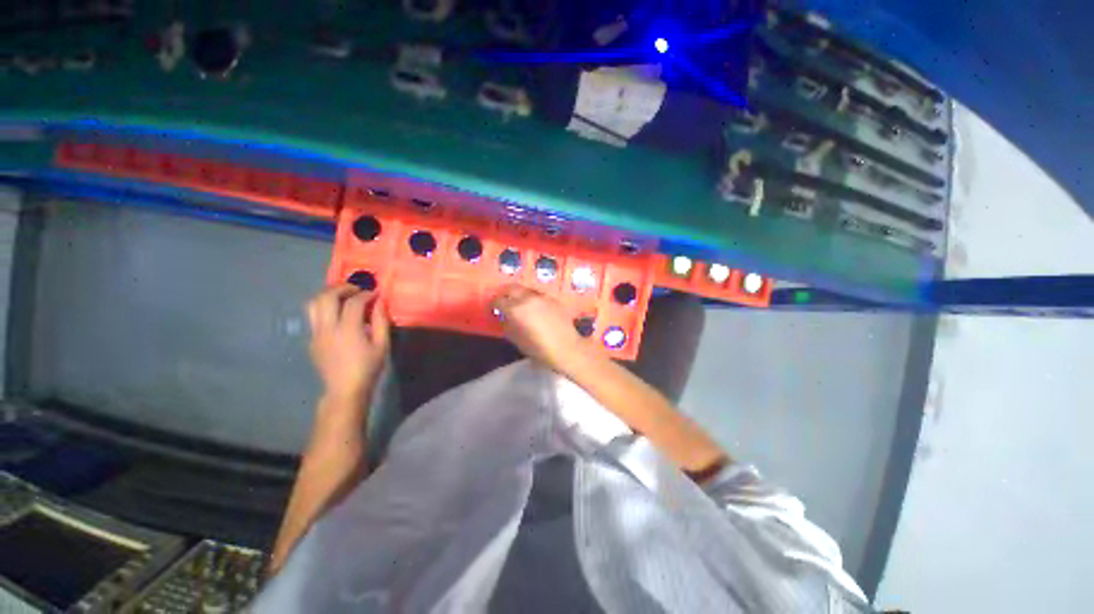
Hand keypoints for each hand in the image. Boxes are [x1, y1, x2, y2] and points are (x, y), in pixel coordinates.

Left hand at [306, 284, 390, 404]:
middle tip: (357, 288)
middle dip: (343, 287)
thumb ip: (381, 322)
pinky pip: (313, 316)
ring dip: (328, 294)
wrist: (344, 389)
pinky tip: (338, 313)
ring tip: (343, 295)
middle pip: (327, 297)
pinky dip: (325, 307)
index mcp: (348, 330)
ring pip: (313, 304)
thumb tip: (380, 302)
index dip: (366, 294)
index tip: (376, 292)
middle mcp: (327, 328)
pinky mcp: (311, 339)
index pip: (354, 302)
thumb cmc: (368, 367)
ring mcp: (316, 333)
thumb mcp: (382, 345)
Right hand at [492, 284, 590, 373]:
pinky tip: (535, 308)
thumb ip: (507, 325)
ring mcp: (542, 297)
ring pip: (526, 289)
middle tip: (504, 301)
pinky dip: (533, 298)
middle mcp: (528, 298)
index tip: (494, 308)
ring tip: (520, 304)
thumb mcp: (516, 339)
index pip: (499, 300)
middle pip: (512, 288)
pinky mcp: (554, 299)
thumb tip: (504, 317)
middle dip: (505, 293)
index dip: (494, 304)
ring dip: (520, 294)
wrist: (566, 348)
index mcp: (516, 309)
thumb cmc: (538, 349)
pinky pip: (539, 294)